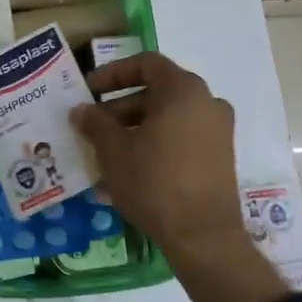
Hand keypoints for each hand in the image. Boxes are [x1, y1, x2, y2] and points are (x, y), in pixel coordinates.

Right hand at [73, 52, 243, 259]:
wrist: (203, 237)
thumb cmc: (154, 181)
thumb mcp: (114, 150)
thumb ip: (95, 123)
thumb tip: (81, 110)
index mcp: (183, 90)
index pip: (146, 64)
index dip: (114, 73)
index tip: (90, 90)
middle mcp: (206, 103)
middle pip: (157, 92)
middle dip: (121, 107)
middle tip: (93, 126)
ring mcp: (218, 131)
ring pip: (168, 118)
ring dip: (135, 129)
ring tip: (106, 152)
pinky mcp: (220, 158)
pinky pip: (181, 139)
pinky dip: (156, 145)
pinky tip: (130, 171)